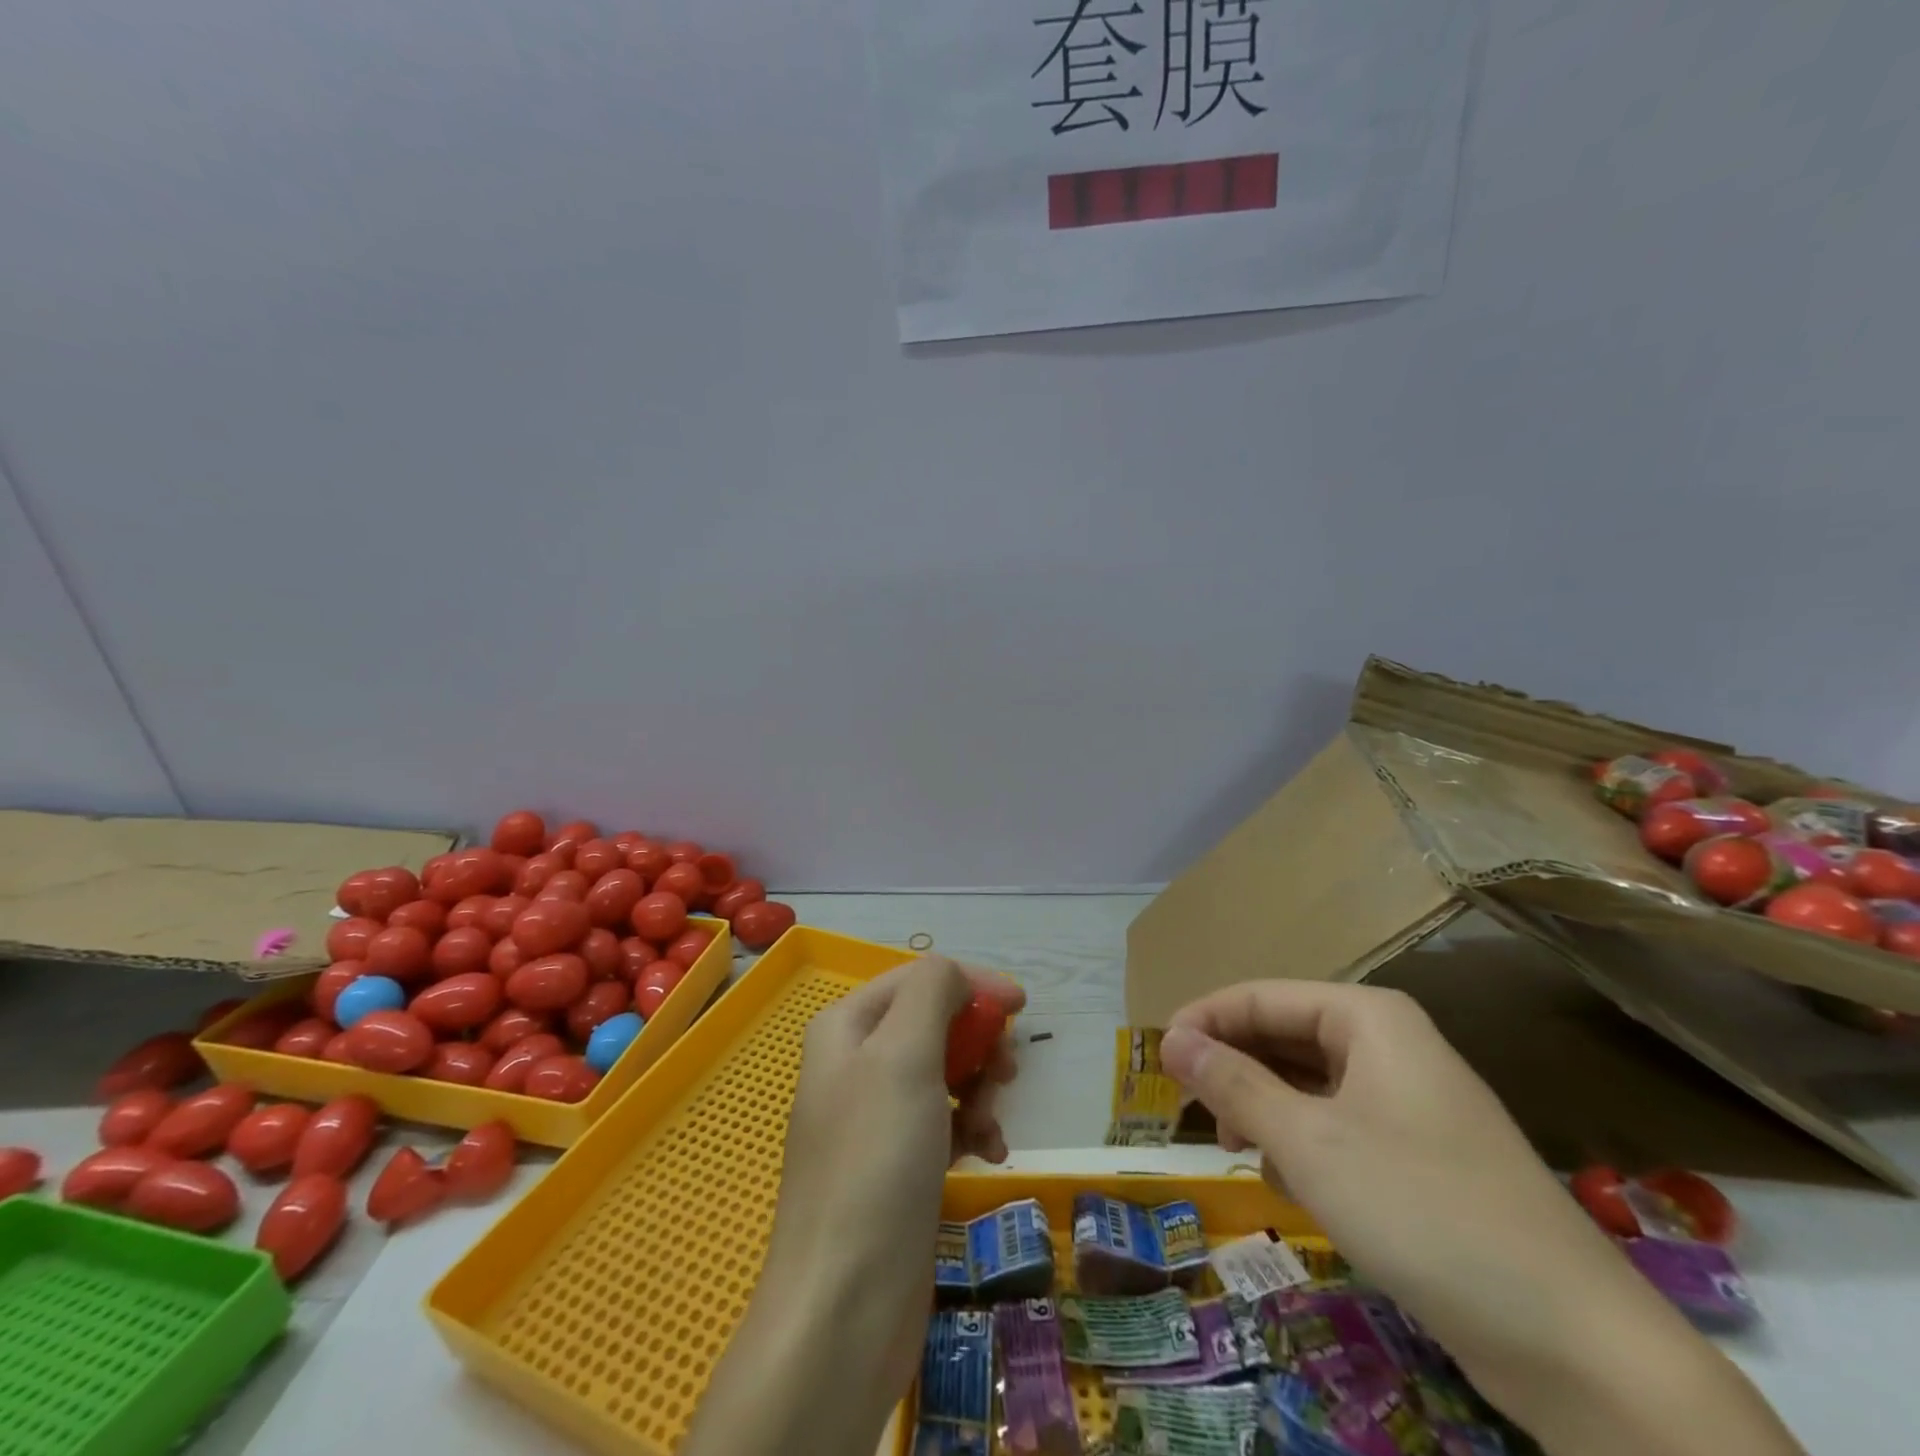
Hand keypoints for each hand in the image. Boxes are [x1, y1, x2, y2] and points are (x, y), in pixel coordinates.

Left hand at [683, 956, 1022, 1455]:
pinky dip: (972, 1129)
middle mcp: (855, 1064)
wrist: (844, 1308)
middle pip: (933, 1024)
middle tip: (1006, 1074)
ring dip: (980, 1090)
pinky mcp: (895, 1166)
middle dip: (976, 1044)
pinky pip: (943, 1122)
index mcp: (846, 1027)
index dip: (971, 985)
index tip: (1021, 1006)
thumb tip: (958, 975)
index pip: (918, 979)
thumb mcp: (903, 1056)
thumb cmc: (876, 1162)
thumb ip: (931, 992)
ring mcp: (874, 1118)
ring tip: (992, 1126)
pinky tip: (990, 1154)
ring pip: (944, 1073)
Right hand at [1162, 981, 1804, 1455]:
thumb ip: (1233, 1083)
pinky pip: (1340, 1125)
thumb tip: (1172, 1039)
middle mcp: (1391, 1045)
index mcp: (1369, 1018)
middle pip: (1286, 1036)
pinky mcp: (1424, 1155)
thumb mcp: (1308, 1143)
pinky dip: (1303, 1143)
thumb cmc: (1422, 1210)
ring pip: (1311, 1084)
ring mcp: (1411, 1101)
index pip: (1261, 996)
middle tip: (1188, 1107)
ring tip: (1231, 1145)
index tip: (1157, 1059)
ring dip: (1265, 1108)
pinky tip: (1288, 1182)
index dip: (1205, 1020)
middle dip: (1234, 1067)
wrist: (1575, 1343)